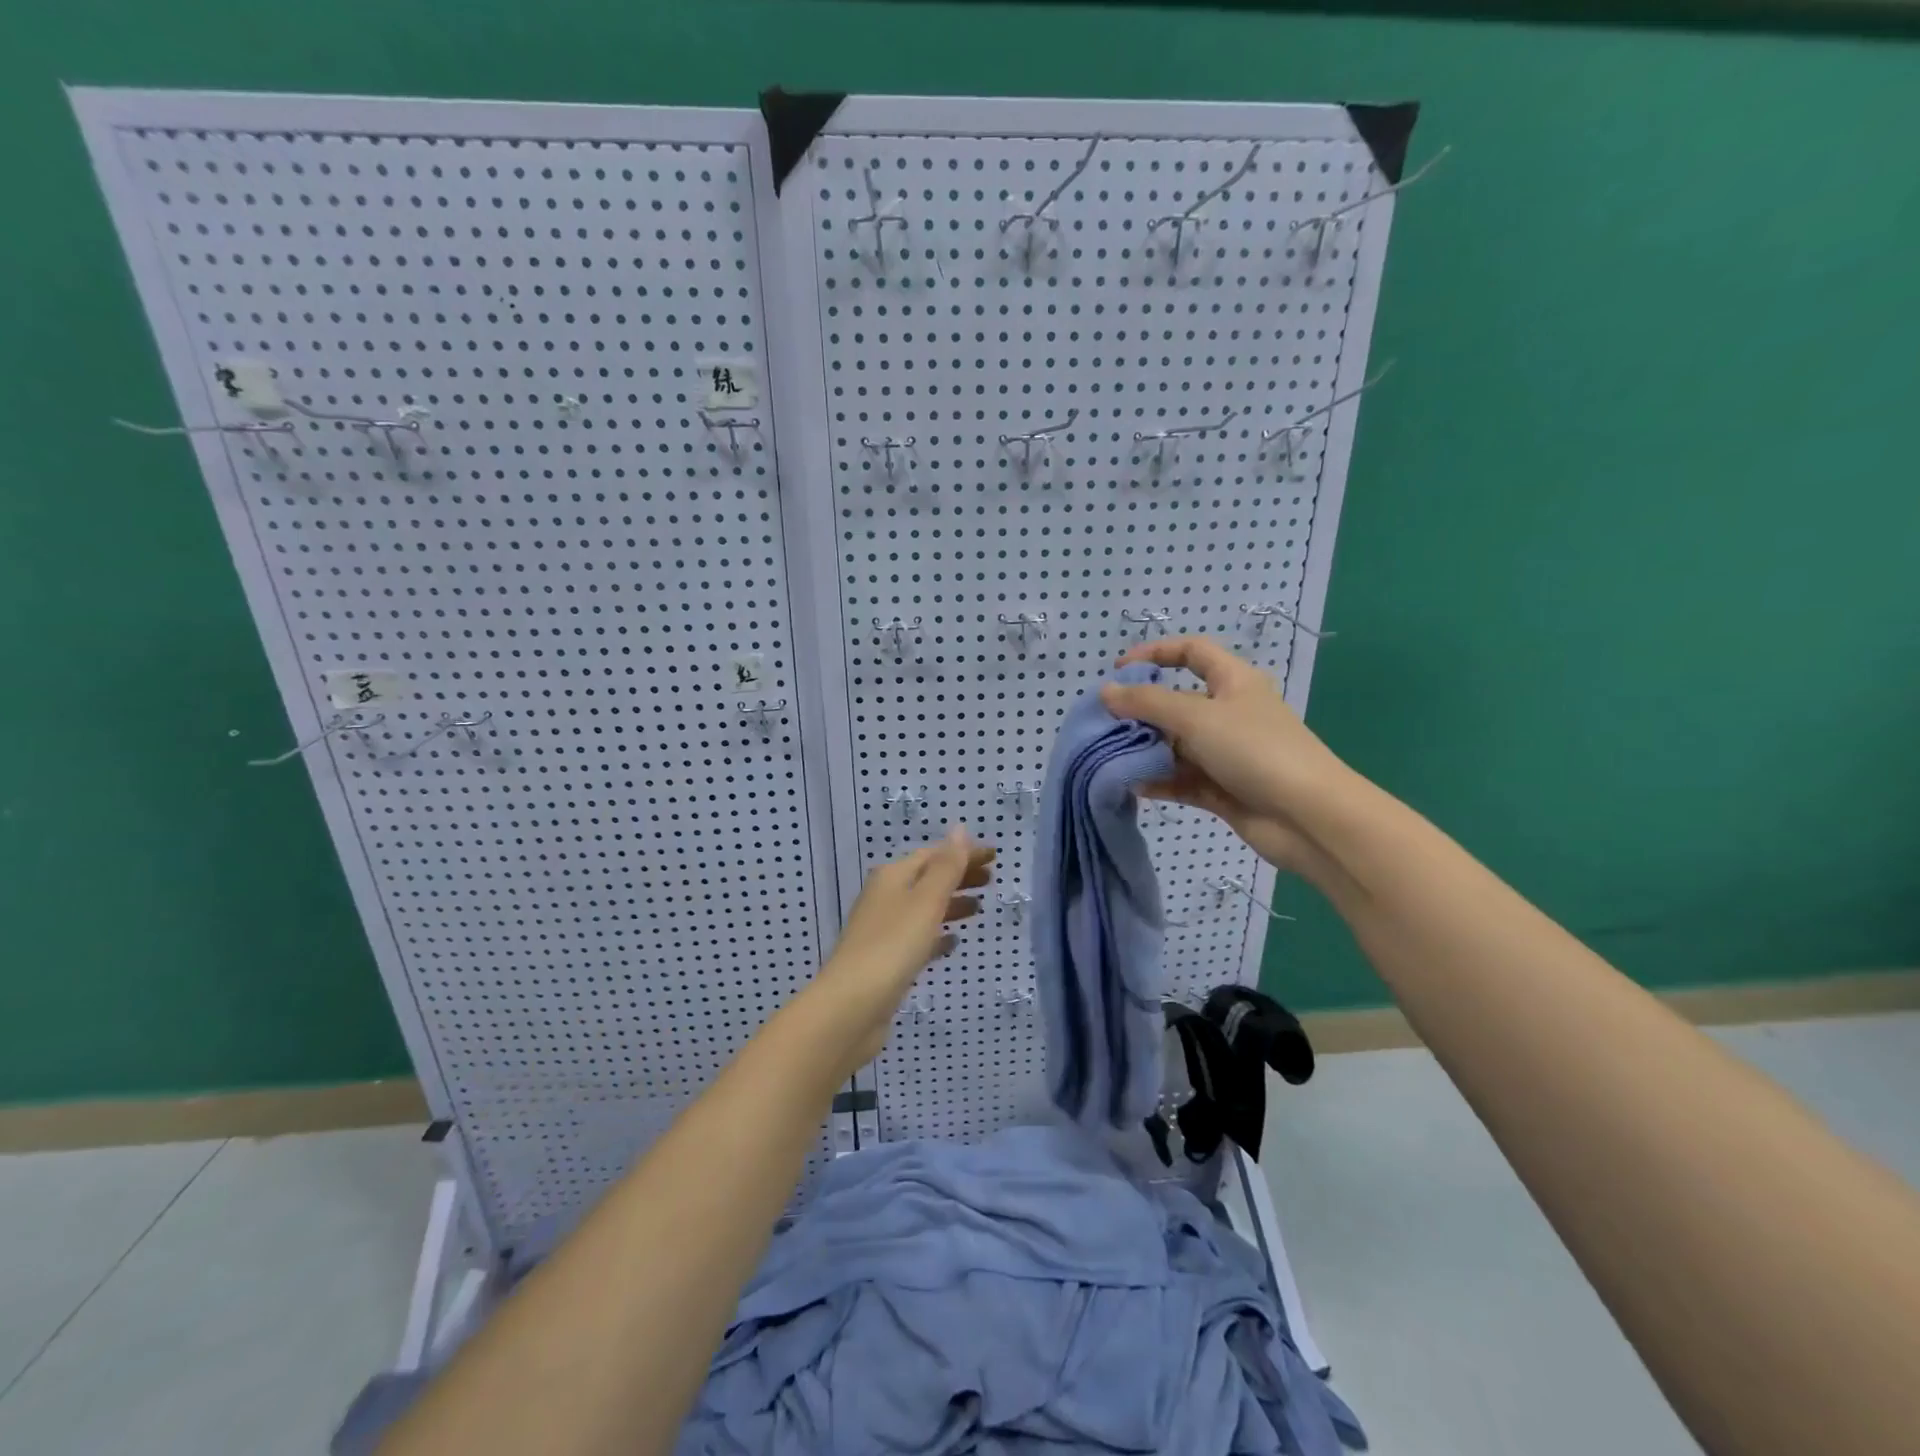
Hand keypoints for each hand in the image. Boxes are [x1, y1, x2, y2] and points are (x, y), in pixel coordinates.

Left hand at [811, 826, 994, 1067]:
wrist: (851, 1007)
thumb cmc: (892, 946)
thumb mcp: (926, 901)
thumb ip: (946, 867)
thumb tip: (958, 828)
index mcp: (892, 877)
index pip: (933, 855)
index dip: (963, 853)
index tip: (994, 856)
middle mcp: (885, 898)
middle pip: (928, 879)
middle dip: (959, 876)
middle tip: (992, 880)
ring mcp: (883, 930)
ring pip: (923, 909)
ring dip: (951, 904)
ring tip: (980, 909)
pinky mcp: (886, 961)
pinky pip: (918, 938)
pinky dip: (938, 935)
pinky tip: (953, 944)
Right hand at [1103, 637, 1351, 878]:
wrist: (1308, 817)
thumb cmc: (1255, 750)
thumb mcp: (1196, 716)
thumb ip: (1147, 703)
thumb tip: (1105, 691)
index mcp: (1233, 681)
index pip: (1192, 652)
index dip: (1156, 653)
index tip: (1119, 668)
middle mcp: (1229, 713)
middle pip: (1176, 702)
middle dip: (1141, 710)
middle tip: (1104, 723)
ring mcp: (1226, 754)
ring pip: (1175, 745)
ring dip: (1145, 750)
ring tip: (1109, 756)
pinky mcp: (1221, 789)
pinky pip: (1181, 779)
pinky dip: (1158, 781)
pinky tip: (1132, 786)